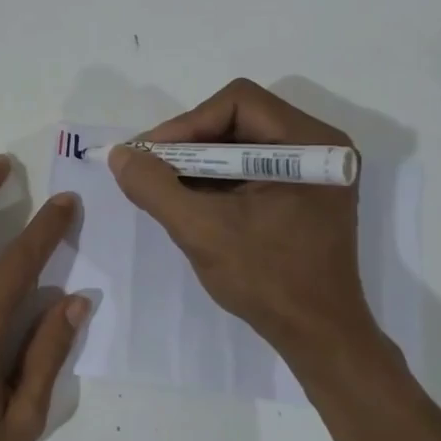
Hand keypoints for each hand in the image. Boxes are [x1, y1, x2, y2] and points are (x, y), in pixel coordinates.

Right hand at [109, 79, 393, 380]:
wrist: (319, 337)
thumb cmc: (268, 280)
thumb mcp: (201, 230)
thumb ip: (155, 187)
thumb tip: (120, 154)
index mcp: (309, 143)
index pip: (237, 103)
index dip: (186, 124)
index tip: (150, 157)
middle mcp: (318, 145)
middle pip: (238, 119)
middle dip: (189, 145)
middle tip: (151, 169)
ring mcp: (313, 172)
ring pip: (241, 144)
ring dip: (199, 163)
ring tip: (164, 187)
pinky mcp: (303, 194)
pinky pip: (250, 169)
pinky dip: (216, 180)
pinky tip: (191, 202)